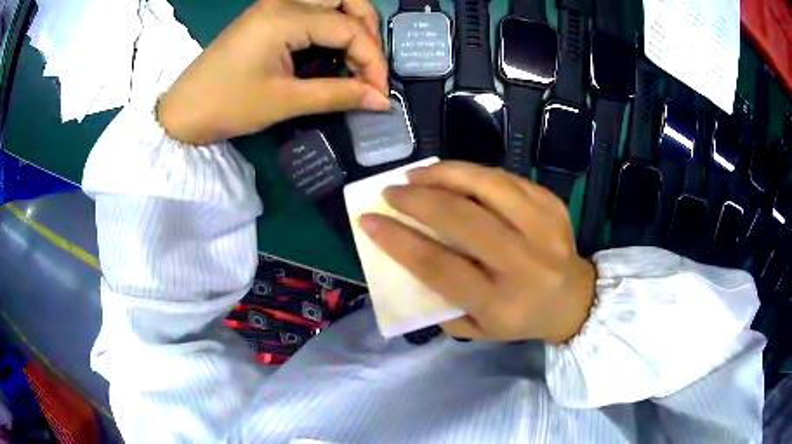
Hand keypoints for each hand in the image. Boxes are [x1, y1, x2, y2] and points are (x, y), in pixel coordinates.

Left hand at [158, 0, 388, 144]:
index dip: (372, 60)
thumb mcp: (284, 102)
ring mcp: (274, 5)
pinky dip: (331, 26)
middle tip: (369, 65)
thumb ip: (338, 94)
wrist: (182, 112)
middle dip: (368, 29)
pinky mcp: (267, 15)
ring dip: (352, 23)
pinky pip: (312, 10)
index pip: (349, 28)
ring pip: (331, 0)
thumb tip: (381, 100)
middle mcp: (283, 1)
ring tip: (355, 57)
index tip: (379, 92)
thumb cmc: (227, 106)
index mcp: (285, 17)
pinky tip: (333, 50)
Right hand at [359, 162, 595, 343]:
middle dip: (417, 200)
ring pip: (487, 187)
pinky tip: (453, 175)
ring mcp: (543, 228)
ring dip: (444, 174)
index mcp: (500, 302)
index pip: (439, 266)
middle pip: (462, 220)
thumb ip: (439, 302)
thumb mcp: (476, 328)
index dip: (397, 240)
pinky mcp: (551, 205)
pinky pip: (505, 178)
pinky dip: (473, 172)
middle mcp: (523, 263)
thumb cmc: (520, 319)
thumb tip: (406, 257)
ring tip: (417, 173)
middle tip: (391, 191)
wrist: (574, 299)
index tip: (368, 220)